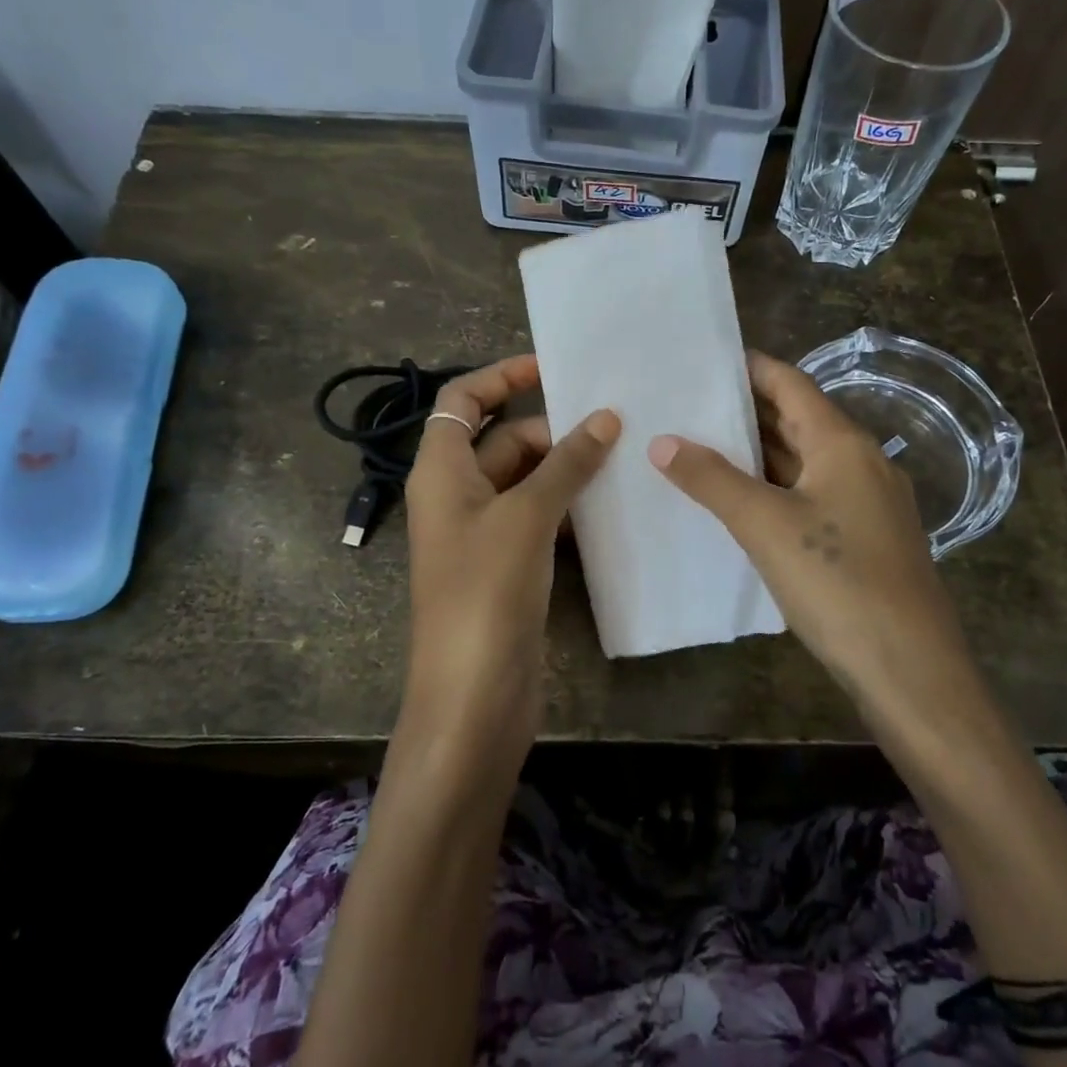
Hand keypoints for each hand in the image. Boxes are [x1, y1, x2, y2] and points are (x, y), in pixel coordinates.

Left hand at [401, 355, 619, 776]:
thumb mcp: (526, 517)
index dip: (502, 376)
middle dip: (553, 429)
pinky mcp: (508, 566)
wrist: (472, 698)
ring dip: (567, 468)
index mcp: (441, 471)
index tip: (554, 368)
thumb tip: (605, 417)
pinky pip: (539, 518)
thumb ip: (566, 464)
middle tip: (615, 425)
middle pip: (503, 439)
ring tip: (625, 456)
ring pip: (526, 480)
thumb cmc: (485, 594)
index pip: (463, 399)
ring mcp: (483, 533)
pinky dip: (569, 506)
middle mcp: (457, 495)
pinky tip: (611, 504)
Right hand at [647, 351, 972, 721]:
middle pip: (799, 419)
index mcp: (843, 444)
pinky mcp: (864, 539)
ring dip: (758, 452)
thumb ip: (712, 480)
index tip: (704, 360)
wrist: (909, 668)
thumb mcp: (765, 525)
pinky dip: (774, 487)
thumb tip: (661, 442)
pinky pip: (811, 494)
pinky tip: (740, 501)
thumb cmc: (837, 582)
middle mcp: (860, 462)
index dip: (751, 368)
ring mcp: (866, 502)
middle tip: (689, 402)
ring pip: (804, 461)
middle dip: (747, 409)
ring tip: (701, 444)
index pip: (791, 384)